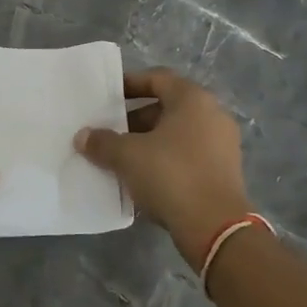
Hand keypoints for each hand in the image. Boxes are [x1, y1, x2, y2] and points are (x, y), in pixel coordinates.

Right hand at [74, 67, 251, 263]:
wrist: (215, 228)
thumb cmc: (171, 175)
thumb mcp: (127, 156)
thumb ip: (102, 142)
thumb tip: (83, 136)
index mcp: (193, 100)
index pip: (157, 78)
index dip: (129, 84)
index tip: (107, 97)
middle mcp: (212, 115)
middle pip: (166, 107)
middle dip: (134, 119)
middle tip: (109, 132)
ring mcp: (222, 144)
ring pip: (176, 134)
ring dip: (148, 142)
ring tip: (120, 157)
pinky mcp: (223, 172)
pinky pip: (187, 155)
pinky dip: (164, 160)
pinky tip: (142, 178)